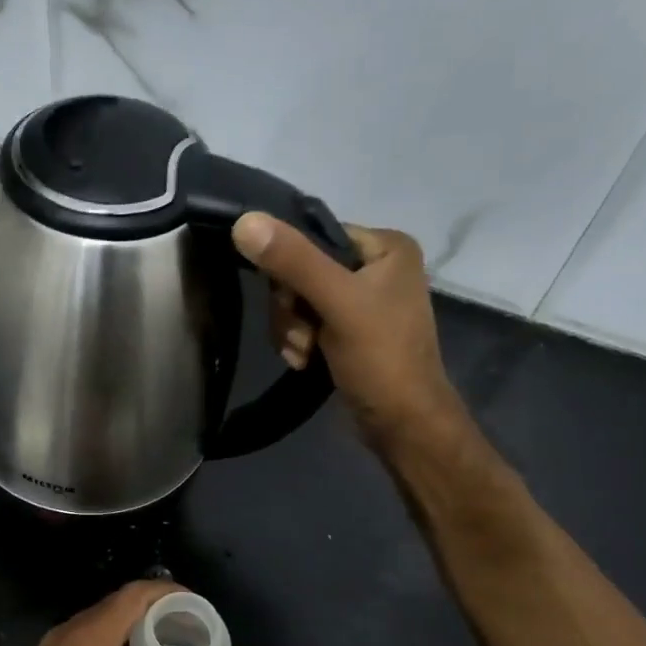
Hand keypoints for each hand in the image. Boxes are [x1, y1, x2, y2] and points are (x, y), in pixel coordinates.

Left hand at [0, 581, 217, 645]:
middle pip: (117, 605)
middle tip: (188, 628)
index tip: (196, 605)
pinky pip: (84, 641)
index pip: (133, 596)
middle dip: (154, 610)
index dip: (167, 592)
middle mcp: (67, 635)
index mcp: (88, 641)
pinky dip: (111, 645)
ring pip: (98, 624)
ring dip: (131, 629)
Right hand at [232, 213, 469, 455]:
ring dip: (291, 330)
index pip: (315, 236)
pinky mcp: (349, 330)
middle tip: (302, 337)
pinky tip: (305, 362)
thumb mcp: (336, 303)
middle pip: (301, 270)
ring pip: (298, 300)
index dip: (291, 268)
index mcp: (386, 246)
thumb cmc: (380, 358)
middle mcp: (376, 267)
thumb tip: (244, 221)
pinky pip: (306, 322)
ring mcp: (362, 301)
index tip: (293, 303)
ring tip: (305, 355)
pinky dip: (299, 342)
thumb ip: (293, 261)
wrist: (401, 424)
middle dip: (291, 309)